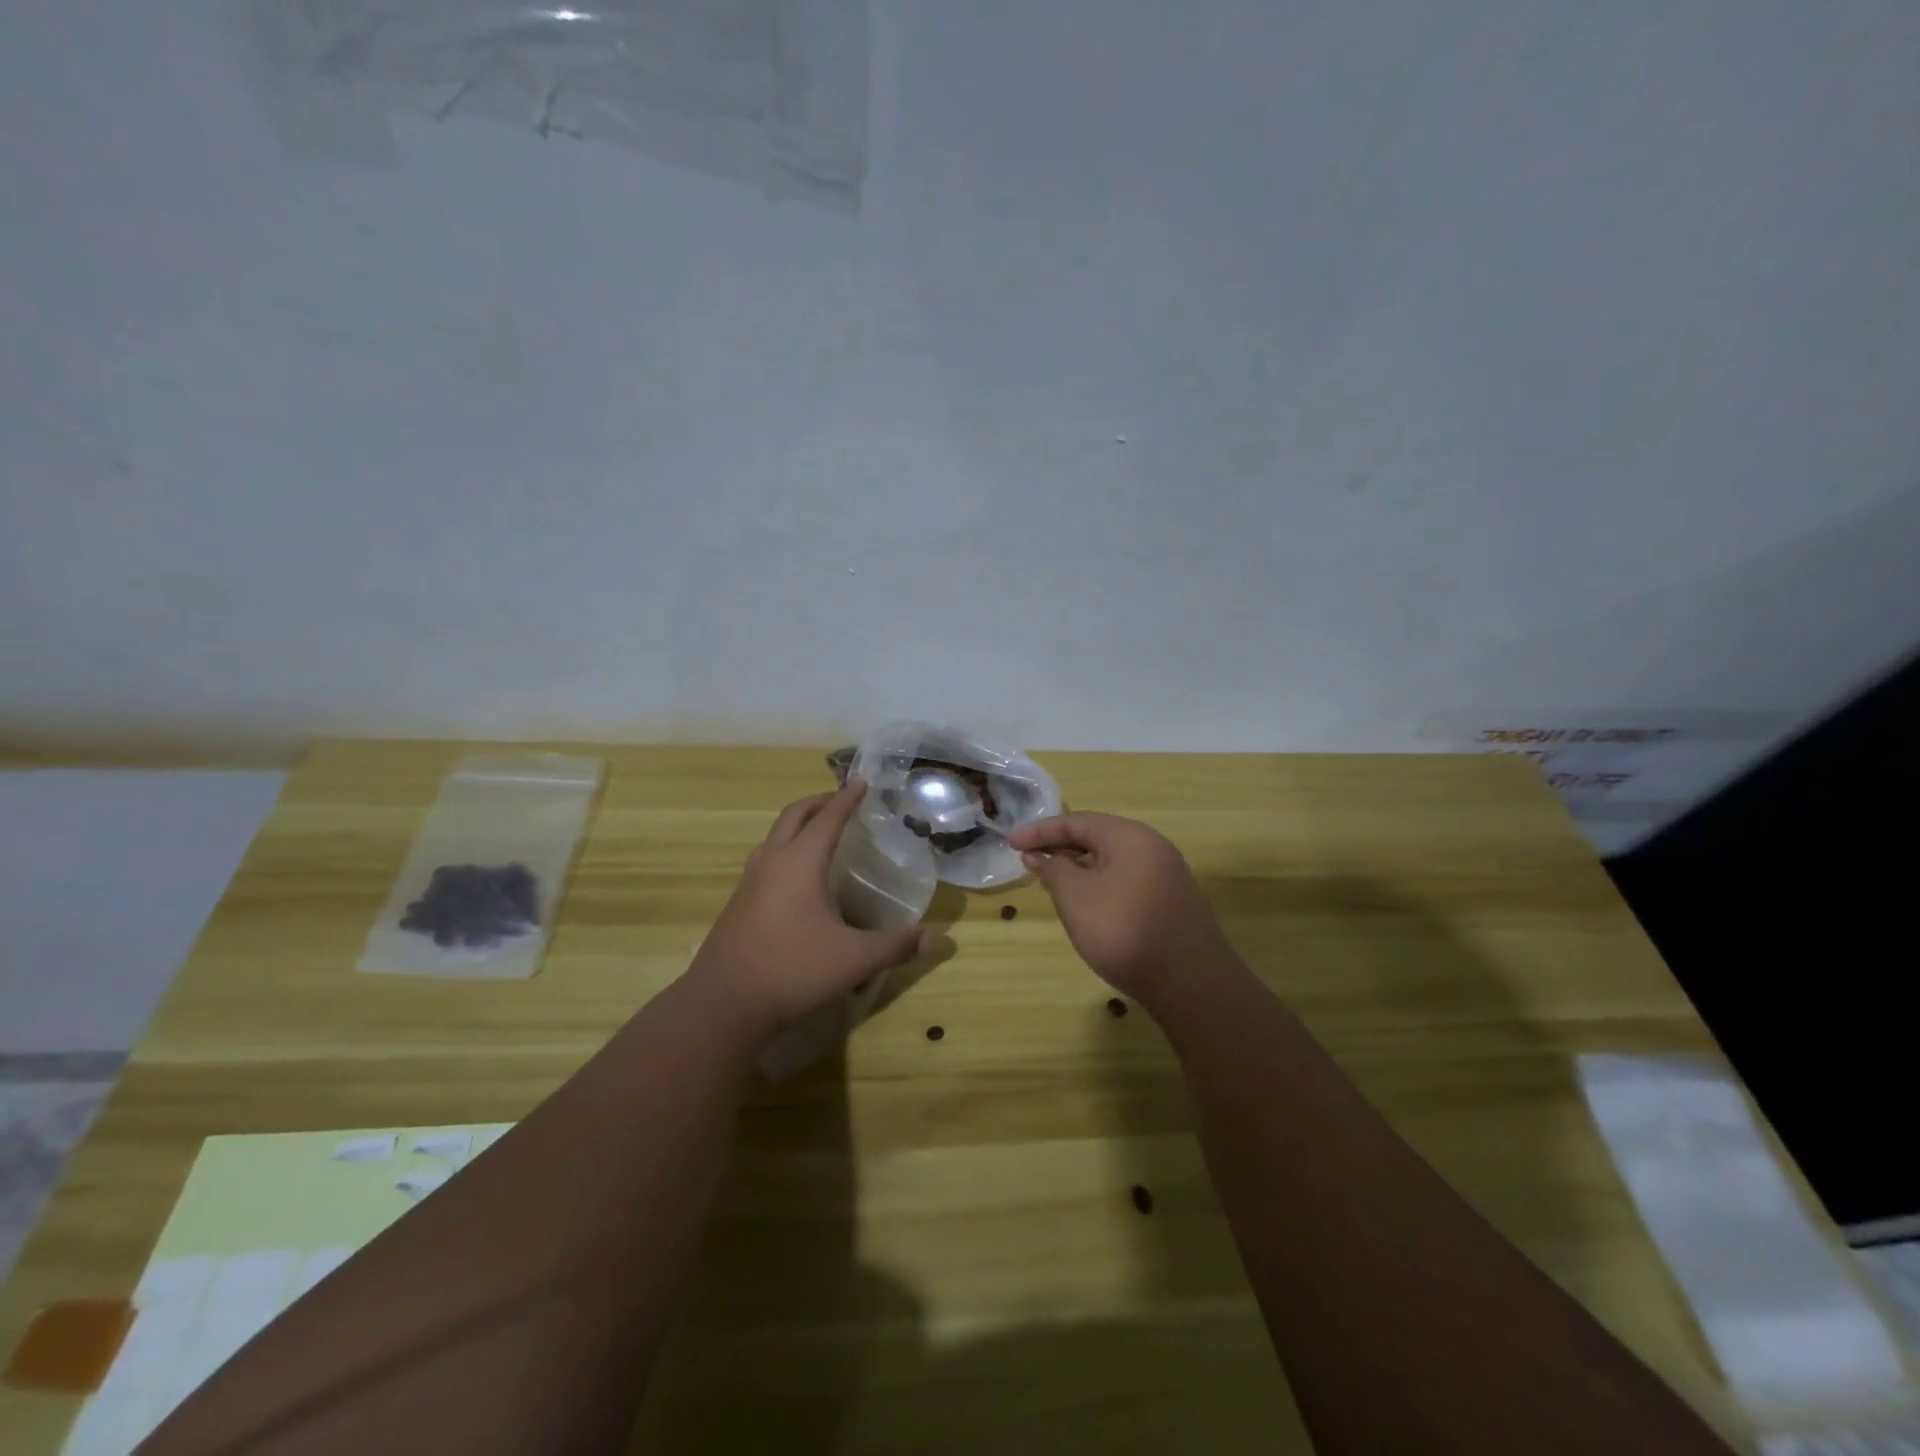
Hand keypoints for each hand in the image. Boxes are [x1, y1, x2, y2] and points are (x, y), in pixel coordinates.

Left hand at [687, 780, 930, 1031]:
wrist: (724, 1002)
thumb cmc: (793, 969)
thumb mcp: (854, 960)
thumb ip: (896, 945)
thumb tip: (935, 937)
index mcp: (801, 862)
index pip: (829, 817)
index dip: (847, 798)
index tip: (862, 781)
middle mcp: (773, 861)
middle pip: (794, 816)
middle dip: (819, 802)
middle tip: (842, 800)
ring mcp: (750, 881)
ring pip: (775, 836)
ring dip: (798, 825)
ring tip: (820, 833)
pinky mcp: (739, 903)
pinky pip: (766, 859)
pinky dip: (785, 850)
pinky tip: (798, 877)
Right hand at [1009, 812, 1233, 1001]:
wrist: (1191, 983)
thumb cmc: (1123, 931)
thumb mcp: (1076, 898)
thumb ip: (1054, 869)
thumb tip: (1042, 856)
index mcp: (1129, 836)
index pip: (1076, 822)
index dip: (1040, 831)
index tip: (1010, 843)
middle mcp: (1152, 846)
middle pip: (1097, 836)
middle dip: (1060, 846)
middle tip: (1029, 860)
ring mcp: (1167, 874)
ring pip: (1113, 860)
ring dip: (1079, 866)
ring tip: (1052, 881)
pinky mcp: (1172, 901)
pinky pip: (1127, 879)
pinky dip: (1100, 883)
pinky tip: (1088, 903)